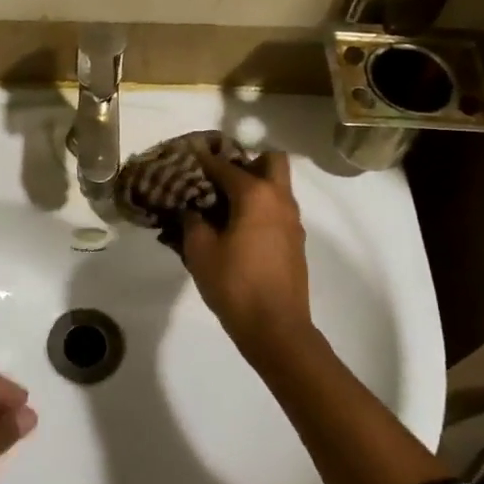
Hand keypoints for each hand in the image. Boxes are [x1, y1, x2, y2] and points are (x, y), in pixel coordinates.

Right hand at [180, 150, 314, 359]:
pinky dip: (260, 208)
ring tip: (222, 205)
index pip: (226, 165)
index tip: (188, 155)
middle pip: (270, 161)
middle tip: (219, 178)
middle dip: (245, 162)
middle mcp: (279, 200)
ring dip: (254, 186)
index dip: (204, 159)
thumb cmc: (234, 284)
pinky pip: (277, 210)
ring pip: (277, 186)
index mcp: (255, 195)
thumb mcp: (200, 251)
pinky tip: (236, 229)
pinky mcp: (294, 242)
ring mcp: (292, 221)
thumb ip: (192, 221)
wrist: (275, 327)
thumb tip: (190, 208)